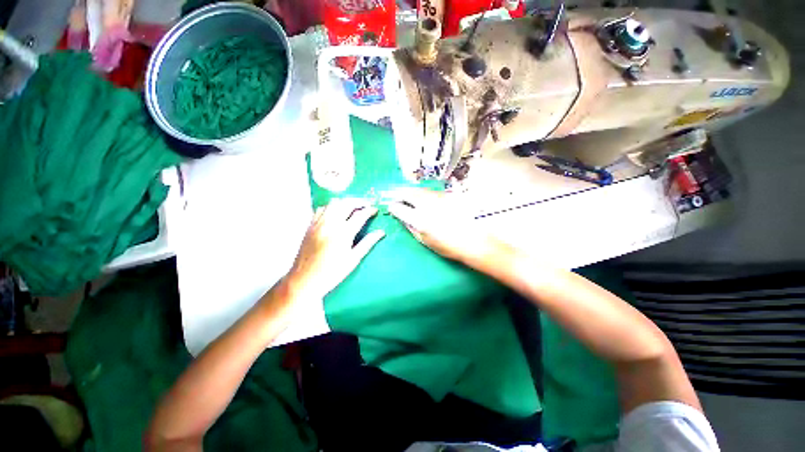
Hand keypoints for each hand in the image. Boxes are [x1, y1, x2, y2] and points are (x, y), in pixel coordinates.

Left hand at [285, 198, 384, 300]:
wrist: (305, 280)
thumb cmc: (332, 272)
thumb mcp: (353, 259)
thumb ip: (368, 243)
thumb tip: (381, 232)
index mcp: (343, 233)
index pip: (360, 215)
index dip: (369, 210)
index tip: (375, 210)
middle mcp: (330, 224)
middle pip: (346, 203)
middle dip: (358, 201)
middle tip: (366, 205)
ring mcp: (318, 223)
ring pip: (333, 203)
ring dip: (345, 202)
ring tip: (352, 208)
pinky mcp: (310, 226)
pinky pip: (321, 209)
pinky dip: (331, 207)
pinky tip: (335, 213)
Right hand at [386, 187, 501, 266]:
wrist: (473, 241)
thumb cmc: (448, 246)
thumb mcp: (425, 241)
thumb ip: (411, 227)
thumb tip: (403, 217)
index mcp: (420, 219)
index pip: (400, 208)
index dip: (393, 206)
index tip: (391, 206)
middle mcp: (427, 205)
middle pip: (408, 193)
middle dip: (398, 193)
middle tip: (394, 195)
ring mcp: (438, 198)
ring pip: (419, 190)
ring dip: (410, 191)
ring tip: (406, 195)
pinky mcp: (447, 196)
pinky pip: (430, 191)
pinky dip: (422, 193)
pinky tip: (422, 197)